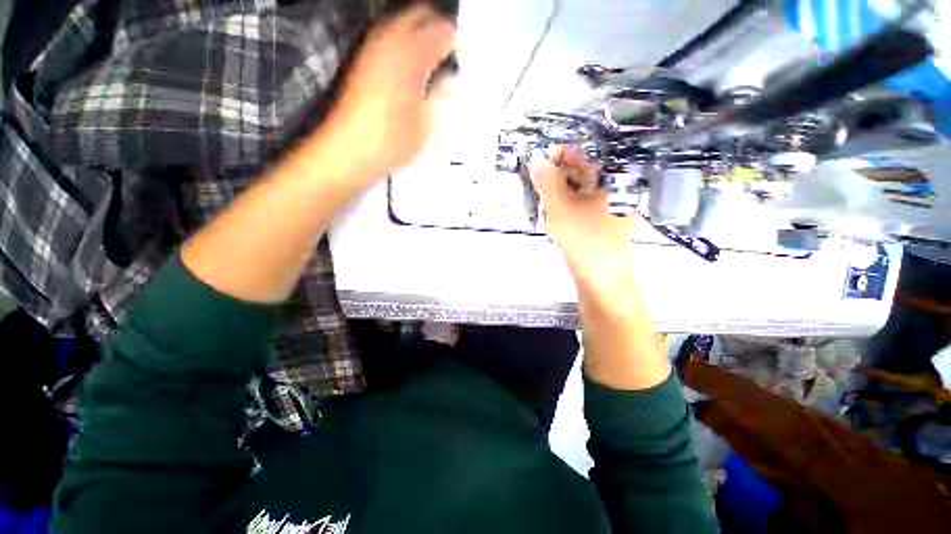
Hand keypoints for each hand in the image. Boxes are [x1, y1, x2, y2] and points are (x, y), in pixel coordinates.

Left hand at [322, 4, 455, 179]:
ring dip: (420, 33)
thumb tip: (449, 80)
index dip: (455, 39)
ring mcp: (372, 50)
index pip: (440, 31)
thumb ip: (440, 96)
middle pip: (418, 15)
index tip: (465, 52)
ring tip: (435, 59)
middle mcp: (389, 42)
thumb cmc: (393, 141)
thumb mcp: (426, 124)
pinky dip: (405, 44)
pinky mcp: (362, 62)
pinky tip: (414, 67)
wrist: (349, 151)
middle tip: (451, 50)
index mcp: (410, 56)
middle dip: (437, 27)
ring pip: (402, 23)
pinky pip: (389, 39)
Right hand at [529, 146, 635, 282]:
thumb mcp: (561, 208)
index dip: (560, 154)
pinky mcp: (600, 225)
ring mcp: (608, 210)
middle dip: (556, 181)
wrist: (601, 281)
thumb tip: (536, 160)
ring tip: (546, 212)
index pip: (585, 156)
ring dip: (558, 198)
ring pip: (577, 194)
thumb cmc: (584, 241)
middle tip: (539, 190)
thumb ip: (547, 182)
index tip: (539, 158)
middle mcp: (614, 192)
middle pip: (580, 175)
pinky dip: (564, 212)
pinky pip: (579, 210)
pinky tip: (555, 222)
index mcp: (612, 181)